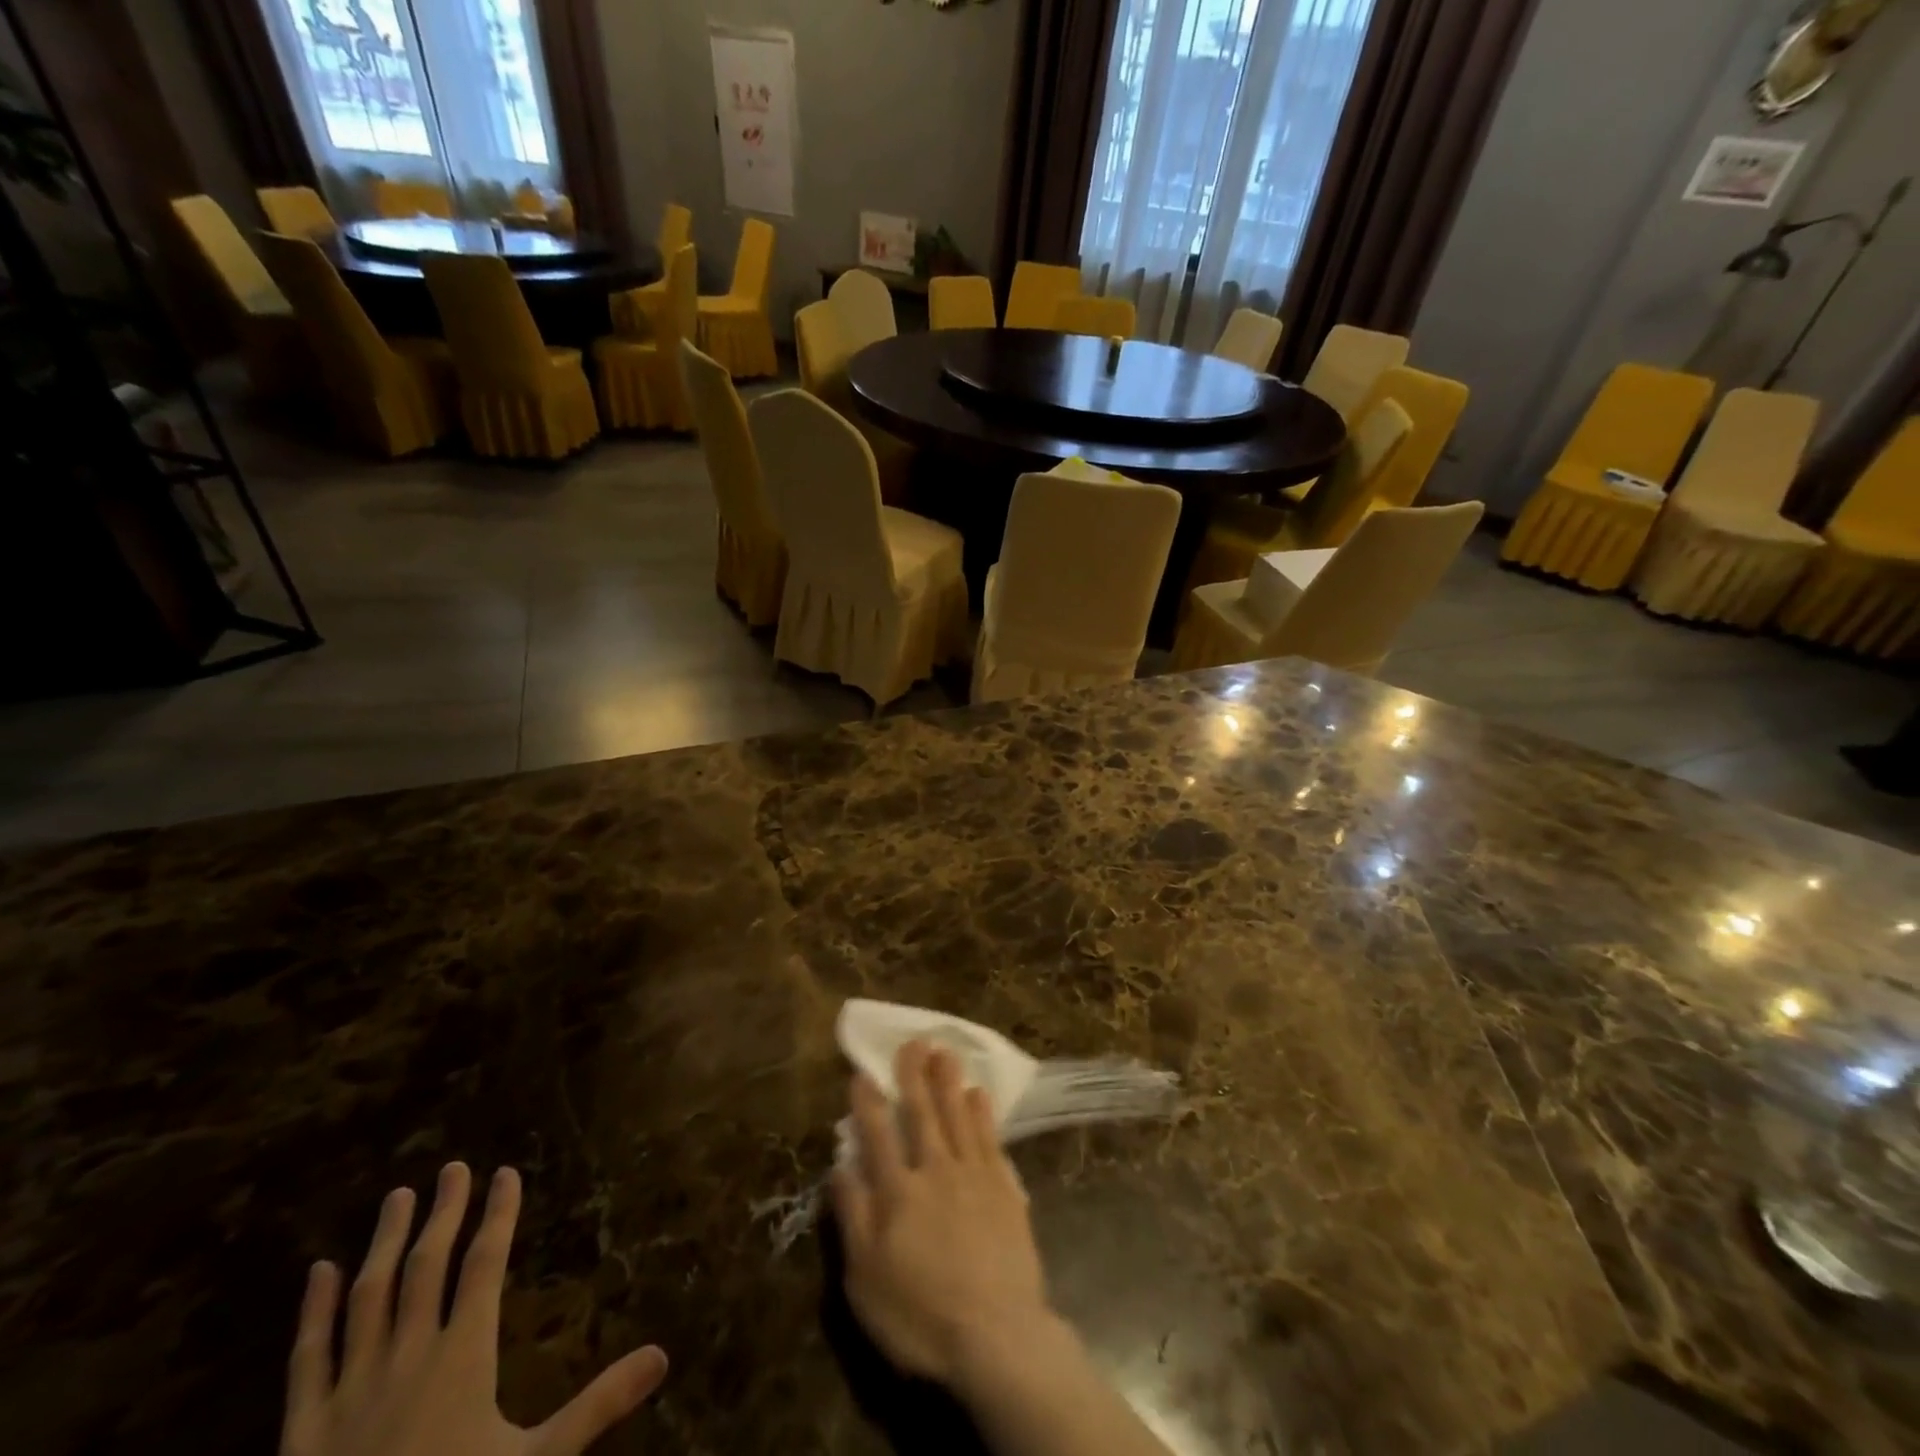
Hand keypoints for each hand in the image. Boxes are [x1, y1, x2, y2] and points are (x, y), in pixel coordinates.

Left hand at [281, 1163, 667, 1455]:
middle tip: (454, 1167)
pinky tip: (319, 1273)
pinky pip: (307, 1358)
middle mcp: (407, 1358)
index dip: (499, 1215)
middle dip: (444, 1213)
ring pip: (368, 1297)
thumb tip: (663, 1354)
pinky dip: (312, 1311)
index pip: (484, 1265)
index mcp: (463, 1357)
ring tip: (398, 1198)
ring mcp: (350, 1391)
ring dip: (385, 1243)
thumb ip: (598, 1404)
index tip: (505, 1173)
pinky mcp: (303, 1430)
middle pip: (427, 1267)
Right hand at [830, 1041, 1055, 1390]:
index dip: (868, 1103)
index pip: (878, 1135)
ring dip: (949, 1082)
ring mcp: (974, 1176)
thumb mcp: (866, 1279)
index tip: (863, 1072)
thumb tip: (840, 1167)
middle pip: (923, 1114)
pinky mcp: (1004, 1189)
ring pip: (959, 1116)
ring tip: (945, 1052)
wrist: (996, 1336)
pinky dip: (983, 1114)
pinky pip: (990, 1139)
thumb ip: (852, 1217)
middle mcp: (935, 1171)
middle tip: (914, 1041)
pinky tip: (979, 1095)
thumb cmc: (920, 1316)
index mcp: (898, 1192)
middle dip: (914, 1076)